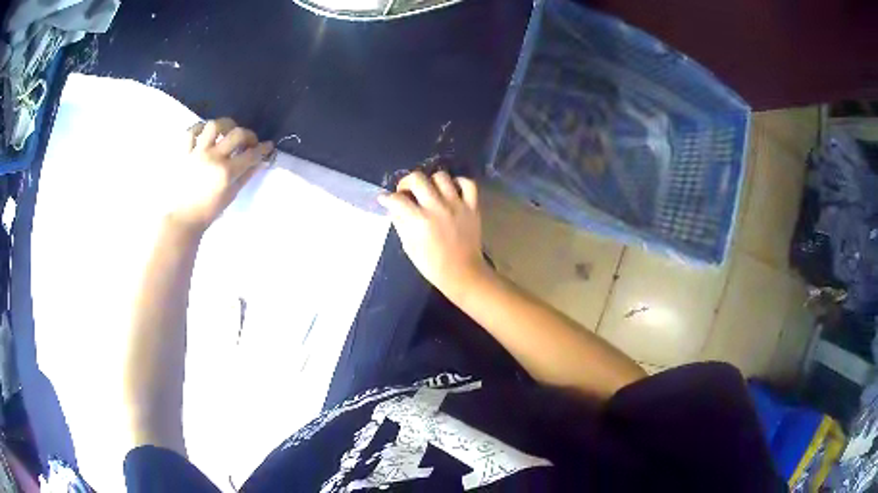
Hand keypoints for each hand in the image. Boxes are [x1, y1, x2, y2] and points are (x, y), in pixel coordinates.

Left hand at [166, 118, 272, 233]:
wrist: (183, 217)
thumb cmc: (208, 210)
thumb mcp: (231, 195)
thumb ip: (245, 176)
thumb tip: (258, 162)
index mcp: (226, 172)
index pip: (251, 155)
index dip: (263, 149)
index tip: (268, 146)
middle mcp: (213, 157)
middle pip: (237, 133)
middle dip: (248, 135)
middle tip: (249, 142)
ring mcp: (197, 152)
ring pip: (214, 126)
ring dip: (225, 126)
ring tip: (226, 133)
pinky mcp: (184, 152)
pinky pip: (191, 132)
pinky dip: (199, 128)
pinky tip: (205, 133)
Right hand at [378, 171, 490, 296]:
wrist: (462, 273)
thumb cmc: (432, 264)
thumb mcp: (409, 246)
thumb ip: (400, 223)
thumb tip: (393, 207)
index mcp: (419, 221)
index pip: (397, 199)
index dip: (386, 198)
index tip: (385, 199)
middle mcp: (437, 208)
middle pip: (417, 178)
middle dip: (406, 182)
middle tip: (406, 192)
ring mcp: (457, 205)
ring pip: (441, 176)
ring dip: (431, 181)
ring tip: (429, 191)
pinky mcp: (472, 206)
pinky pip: (468, 183)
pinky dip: (458, 182)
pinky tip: (451, 190)